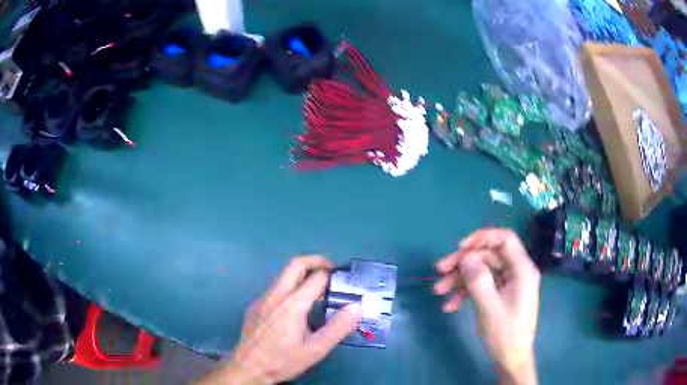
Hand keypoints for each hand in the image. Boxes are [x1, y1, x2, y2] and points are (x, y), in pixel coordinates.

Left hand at [198, 256, 362, 384]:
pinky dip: (291, 287)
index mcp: (292, 304)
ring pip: (283, 276)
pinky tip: (296, 309)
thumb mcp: (315, 350)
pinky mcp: (255, 306)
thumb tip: (356, 306)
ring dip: (302, 274)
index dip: (333, 276)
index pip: (316, 277)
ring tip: (318, 291)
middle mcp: (275, 295)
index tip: (344, 281)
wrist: (247, 368)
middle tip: (332, 270)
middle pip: (295, 264)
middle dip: (316, 261)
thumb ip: (338, 328)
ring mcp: (262, 299)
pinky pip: (275, 289)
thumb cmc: (282, 361)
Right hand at [433, 229, 539, 384]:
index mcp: (522, 270)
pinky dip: (465, 292)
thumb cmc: (505, 334)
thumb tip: (465, 256)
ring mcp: (507, 284)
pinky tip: (450, 306)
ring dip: (459, 279)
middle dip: (463, 263)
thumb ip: (478, 279)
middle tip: (439, 271)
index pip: (505, 239)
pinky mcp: (499, 294)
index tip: (459, 248)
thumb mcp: (489, 307)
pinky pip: (481, 285)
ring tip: (439, 291)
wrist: (510, 360)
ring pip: (481, 271)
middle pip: (488, 256)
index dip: (482, 238)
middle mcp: (516, 272)